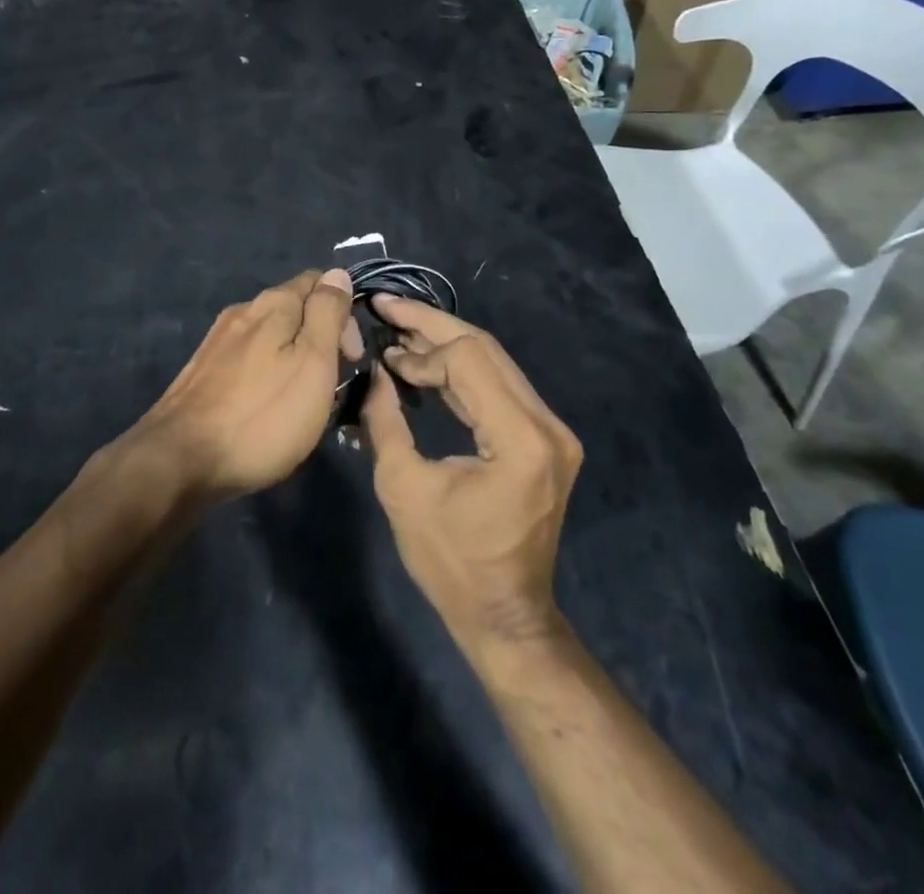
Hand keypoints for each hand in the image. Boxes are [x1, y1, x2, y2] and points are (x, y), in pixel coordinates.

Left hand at [134, 269, 354, 500]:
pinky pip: (249, 359)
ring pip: (271, 336)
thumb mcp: (313, 362)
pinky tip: (267, 406)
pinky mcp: (203, 370)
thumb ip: (327, 314)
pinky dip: (268, 373)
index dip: (344, 314)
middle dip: (320, 338)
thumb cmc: (262, 415)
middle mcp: (243, 311)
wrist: (181, 460)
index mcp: (273, 303)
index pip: (320, 282)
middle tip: (331, 387)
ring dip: (294, 359)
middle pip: (295, 309)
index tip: (350, 358)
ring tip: (302, 402)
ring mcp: (219, 341)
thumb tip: (338, 274)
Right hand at [361, 296, 582, 652]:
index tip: (381, 352)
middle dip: (431, 326)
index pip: (468, 360)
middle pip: (486, 350)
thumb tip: (370, 370)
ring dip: (444, 346)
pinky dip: (461, 372)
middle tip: (386, 307)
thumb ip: (384, 420)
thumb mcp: (403, 488)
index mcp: (520, 439)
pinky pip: (500, 387)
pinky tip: (424, 365)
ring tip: (398, 330)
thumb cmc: (450, 561)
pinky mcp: (545, 439)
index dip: (419, 349)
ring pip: (494, 363)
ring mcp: (552, 431)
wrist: (505, 615)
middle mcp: (547, 425)